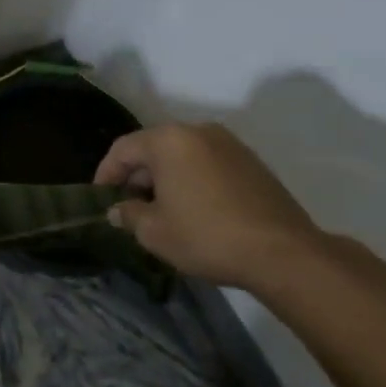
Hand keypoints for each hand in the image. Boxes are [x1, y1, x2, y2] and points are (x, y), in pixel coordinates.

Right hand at [94, 122, 324, 290]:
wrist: (284, 254)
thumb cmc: (207, 236)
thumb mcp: (154, 232)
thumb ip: (128, 214)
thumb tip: (118, 210)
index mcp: (168, 140)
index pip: (123, 149)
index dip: (106, 173)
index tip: (101, 198)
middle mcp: (198, 131)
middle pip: (154, 148)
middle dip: (138, 176)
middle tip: (129, 206)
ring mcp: (230, 145)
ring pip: (182, 156)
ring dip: (166, 178)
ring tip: (161, 210)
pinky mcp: (253, 163)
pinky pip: (208, 165)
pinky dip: (193, 180)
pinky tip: (194, 209)